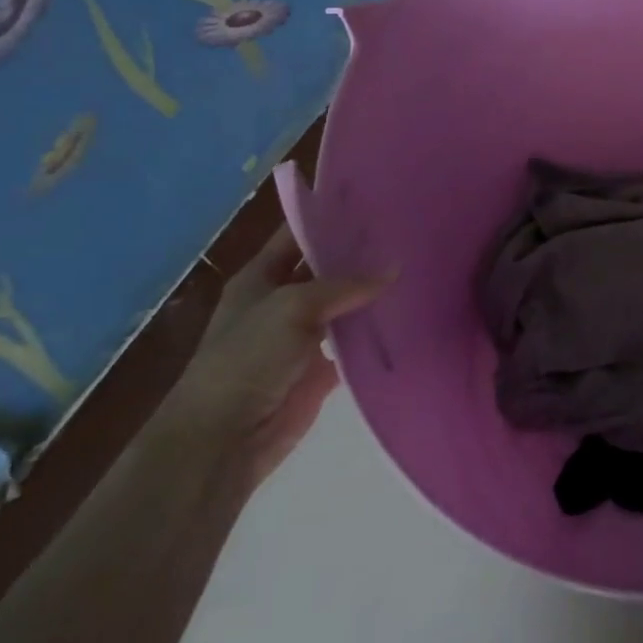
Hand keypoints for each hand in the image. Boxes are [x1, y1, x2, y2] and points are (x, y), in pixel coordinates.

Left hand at [156, 225, 393, 486]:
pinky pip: (354, 347)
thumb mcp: (293, 305)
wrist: (224, 439)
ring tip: (418, 272)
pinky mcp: (319, 371)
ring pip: (344, 308)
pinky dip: (376, 337)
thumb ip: (345, 285)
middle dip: (360, 257)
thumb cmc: (247, 357)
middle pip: (325, 271)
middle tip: (408, 236)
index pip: (297, 235)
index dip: (329, 218)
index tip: (374, 202)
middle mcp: (281, 302)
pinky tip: (409, 319)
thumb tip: (395, 268)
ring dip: (372, 296)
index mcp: (261, 277)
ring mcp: (301, 338)